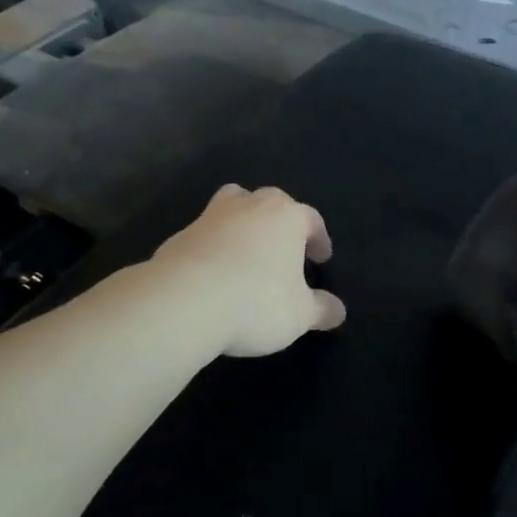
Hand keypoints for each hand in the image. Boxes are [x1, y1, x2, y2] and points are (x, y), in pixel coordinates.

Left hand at [152, 184, 346, 356]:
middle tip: (285, 250)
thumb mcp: (300, 315)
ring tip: (247, 253)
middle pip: (270, 202)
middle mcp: (249, 206)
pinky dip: (214, 248)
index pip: (311, 219)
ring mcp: (210, 218)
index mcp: (286, 216)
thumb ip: (321, 310)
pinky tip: (215, 277)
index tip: (321, 259)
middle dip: (280, 222)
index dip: (319, 239)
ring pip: (233, 207)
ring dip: (243, 224)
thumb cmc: (256, 302)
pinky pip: (205, 236)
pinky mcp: (179, 237)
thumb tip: (338, 311)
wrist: (182, 302)